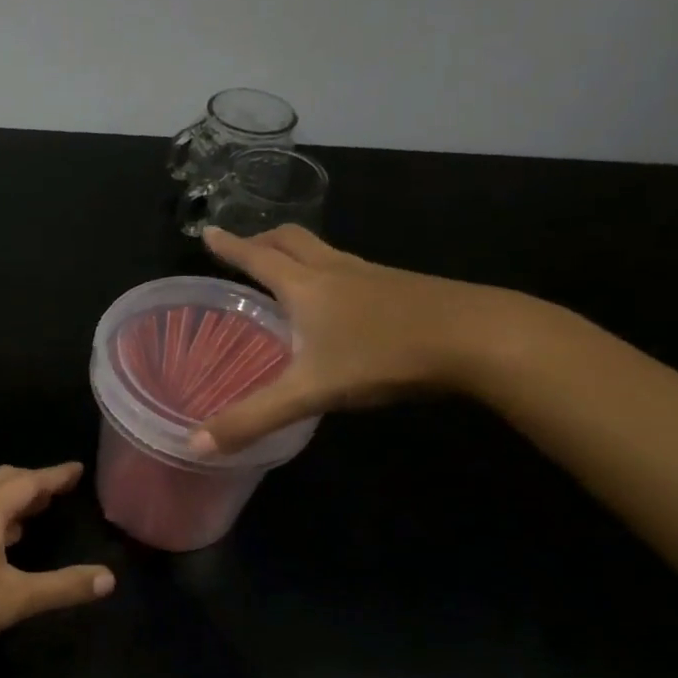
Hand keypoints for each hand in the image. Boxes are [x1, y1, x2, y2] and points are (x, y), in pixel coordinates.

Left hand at [0, 463, 113, 671]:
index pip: (28, 481)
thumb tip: (109, 578)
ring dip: (11, 497)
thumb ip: (63, 586)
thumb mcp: (15, 600)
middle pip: (2, 480)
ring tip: (37, 509)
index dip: (55, 475)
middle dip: (32, 481)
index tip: (77, 469)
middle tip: (59, 488)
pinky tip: (2, 539)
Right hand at [192, 225, 524, 453]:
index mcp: (304, 285)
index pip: (255, 257)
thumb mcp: (310, 392)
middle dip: (263, 239)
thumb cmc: (384, 355)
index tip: (207, 231)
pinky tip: (341, 303)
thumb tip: (195, 446)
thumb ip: (253, 418)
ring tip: (286, 271)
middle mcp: (335, 270)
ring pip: (325, 251)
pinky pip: (353, 269)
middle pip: (291, 240)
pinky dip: (330, 273)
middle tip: (245, 246)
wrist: (482, 338)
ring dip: (298, 253)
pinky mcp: (403, 288)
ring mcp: (373, 275)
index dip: (228, 246)